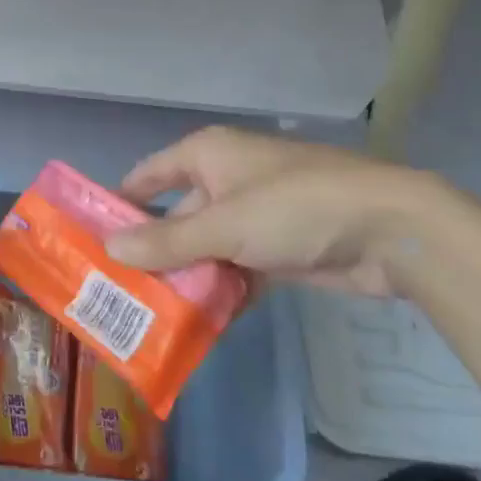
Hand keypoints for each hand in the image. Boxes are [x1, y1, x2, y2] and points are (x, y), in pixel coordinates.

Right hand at [106, 127, 450, 297]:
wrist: (389, 229)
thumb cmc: (294, 207)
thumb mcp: (224, 225)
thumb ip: (167, 241)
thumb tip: (110, 248)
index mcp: (207, 155)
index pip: (148, 176)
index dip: (120, 203)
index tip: (91, 239)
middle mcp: (226, 179)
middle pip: (176, 216)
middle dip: (153, 253)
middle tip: (117, 292)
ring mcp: (254, 214)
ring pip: (206, 247)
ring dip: (187, 278)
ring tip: (150, 317)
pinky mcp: (279, 248)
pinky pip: (236, 269)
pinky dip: (222, 292)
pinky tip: (200, 325)